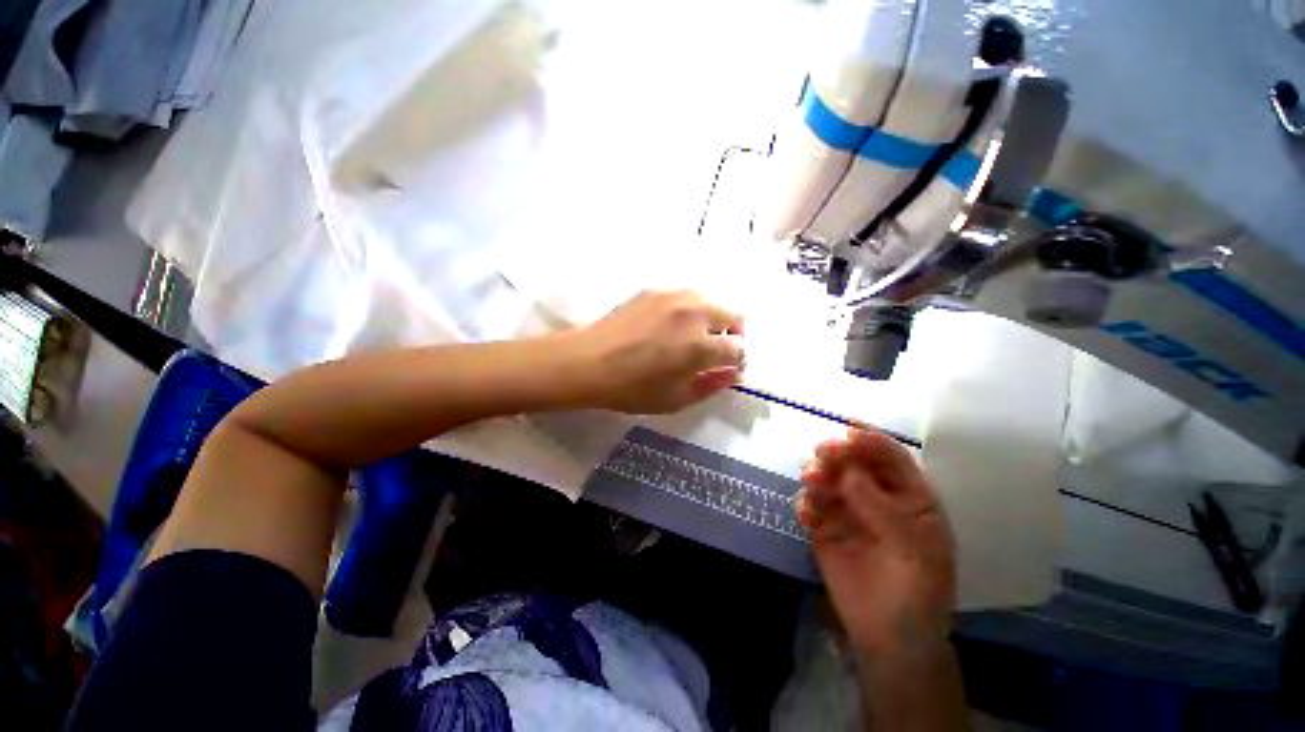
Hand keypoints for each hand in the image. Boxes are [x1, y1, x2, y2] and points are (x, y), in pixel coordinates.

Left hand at [571, 290, 743, 413]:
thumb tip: (733, 374)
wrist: (587, 362)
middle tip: (716, 350)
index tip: (728, 369)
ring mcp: (674, 297)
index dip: (738, 361)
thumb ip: (711, 385)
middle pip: (733, 315)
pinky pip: (685, 296)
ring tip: (693, 335)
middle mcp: (694, 314)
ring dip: (712, 318)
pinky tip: (670, 324)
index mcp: (701, 346)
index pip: (738, 349)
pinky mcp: (655, 290)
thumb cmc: (631, 388)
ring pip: (710, 301)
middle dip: (732, 334)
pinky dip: (689, 310)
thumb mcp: (675, 399)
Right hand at [798, 428, 955, 658]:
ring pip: (828, 480)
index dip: (871, 441)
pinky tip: (806, 513)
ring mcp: (848, 512)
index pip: (890, 457)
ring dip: (818, 474)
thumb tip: (845, 469)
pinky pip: (810, 505)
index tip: (848, 431)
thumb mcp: (912, 548)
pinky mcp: (823, 528)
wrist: (890, 640)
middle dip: (838, 453)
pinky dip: (806, 502)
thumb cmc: (916, 591)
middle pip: (854, 463)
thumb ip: (879, 506)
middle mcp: (877, 497)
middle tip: (822, 454)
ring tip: (811, 481)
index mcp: (910, 497)